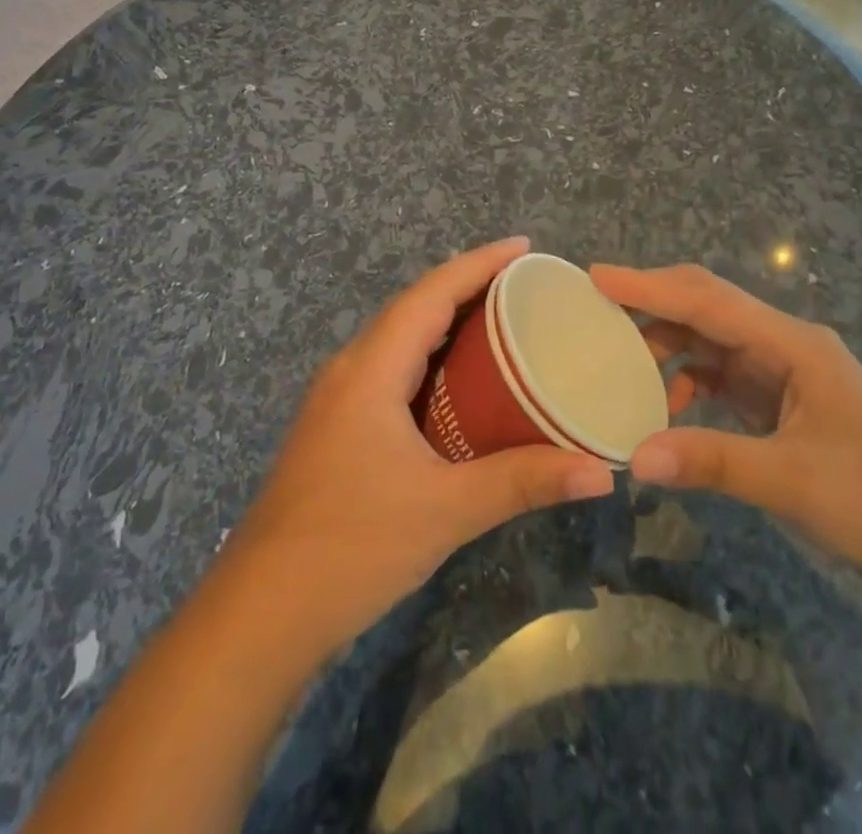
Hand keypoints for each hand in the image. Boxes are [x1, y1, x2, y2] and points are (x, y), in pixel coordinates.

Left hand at [223, 238, 614, 654]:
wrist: (260, 615)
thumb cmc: (352, 546)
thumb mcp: (446, 510)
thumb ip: (523, 482)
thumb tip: (601, 471)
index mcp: (370, 368)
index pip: (430, 293)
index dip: (478, 263)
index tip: (524, 247)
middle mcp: (350, 370)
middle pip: (414, 308)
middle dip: (467, 287)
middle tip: (525, 286)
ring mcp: (337, 400)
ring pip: (399, 340)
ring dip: (447, 324)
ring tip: (502, 323)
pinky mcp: (336, 429)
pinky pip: (391, 371)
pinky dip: (430, 361)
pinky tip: (459, 386)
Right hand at [591, 263, 861, 595]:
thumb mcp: (791, 482)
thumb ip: (712, 462)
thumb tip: (635, 458)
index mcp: (794, 345)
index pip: (709, 301)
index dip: (650, 287)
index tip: (597, 276)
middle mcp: (784, 344)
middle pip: (707, 306)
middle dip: (653, 302)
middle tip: (596, 305)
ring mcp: (782, 370)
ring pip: (710, 338)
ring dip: (666, 343)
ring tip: (619, 359)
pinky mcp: (778, 398)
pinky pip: (719, 372)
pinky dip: (686, 379)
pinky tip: (666, 406)